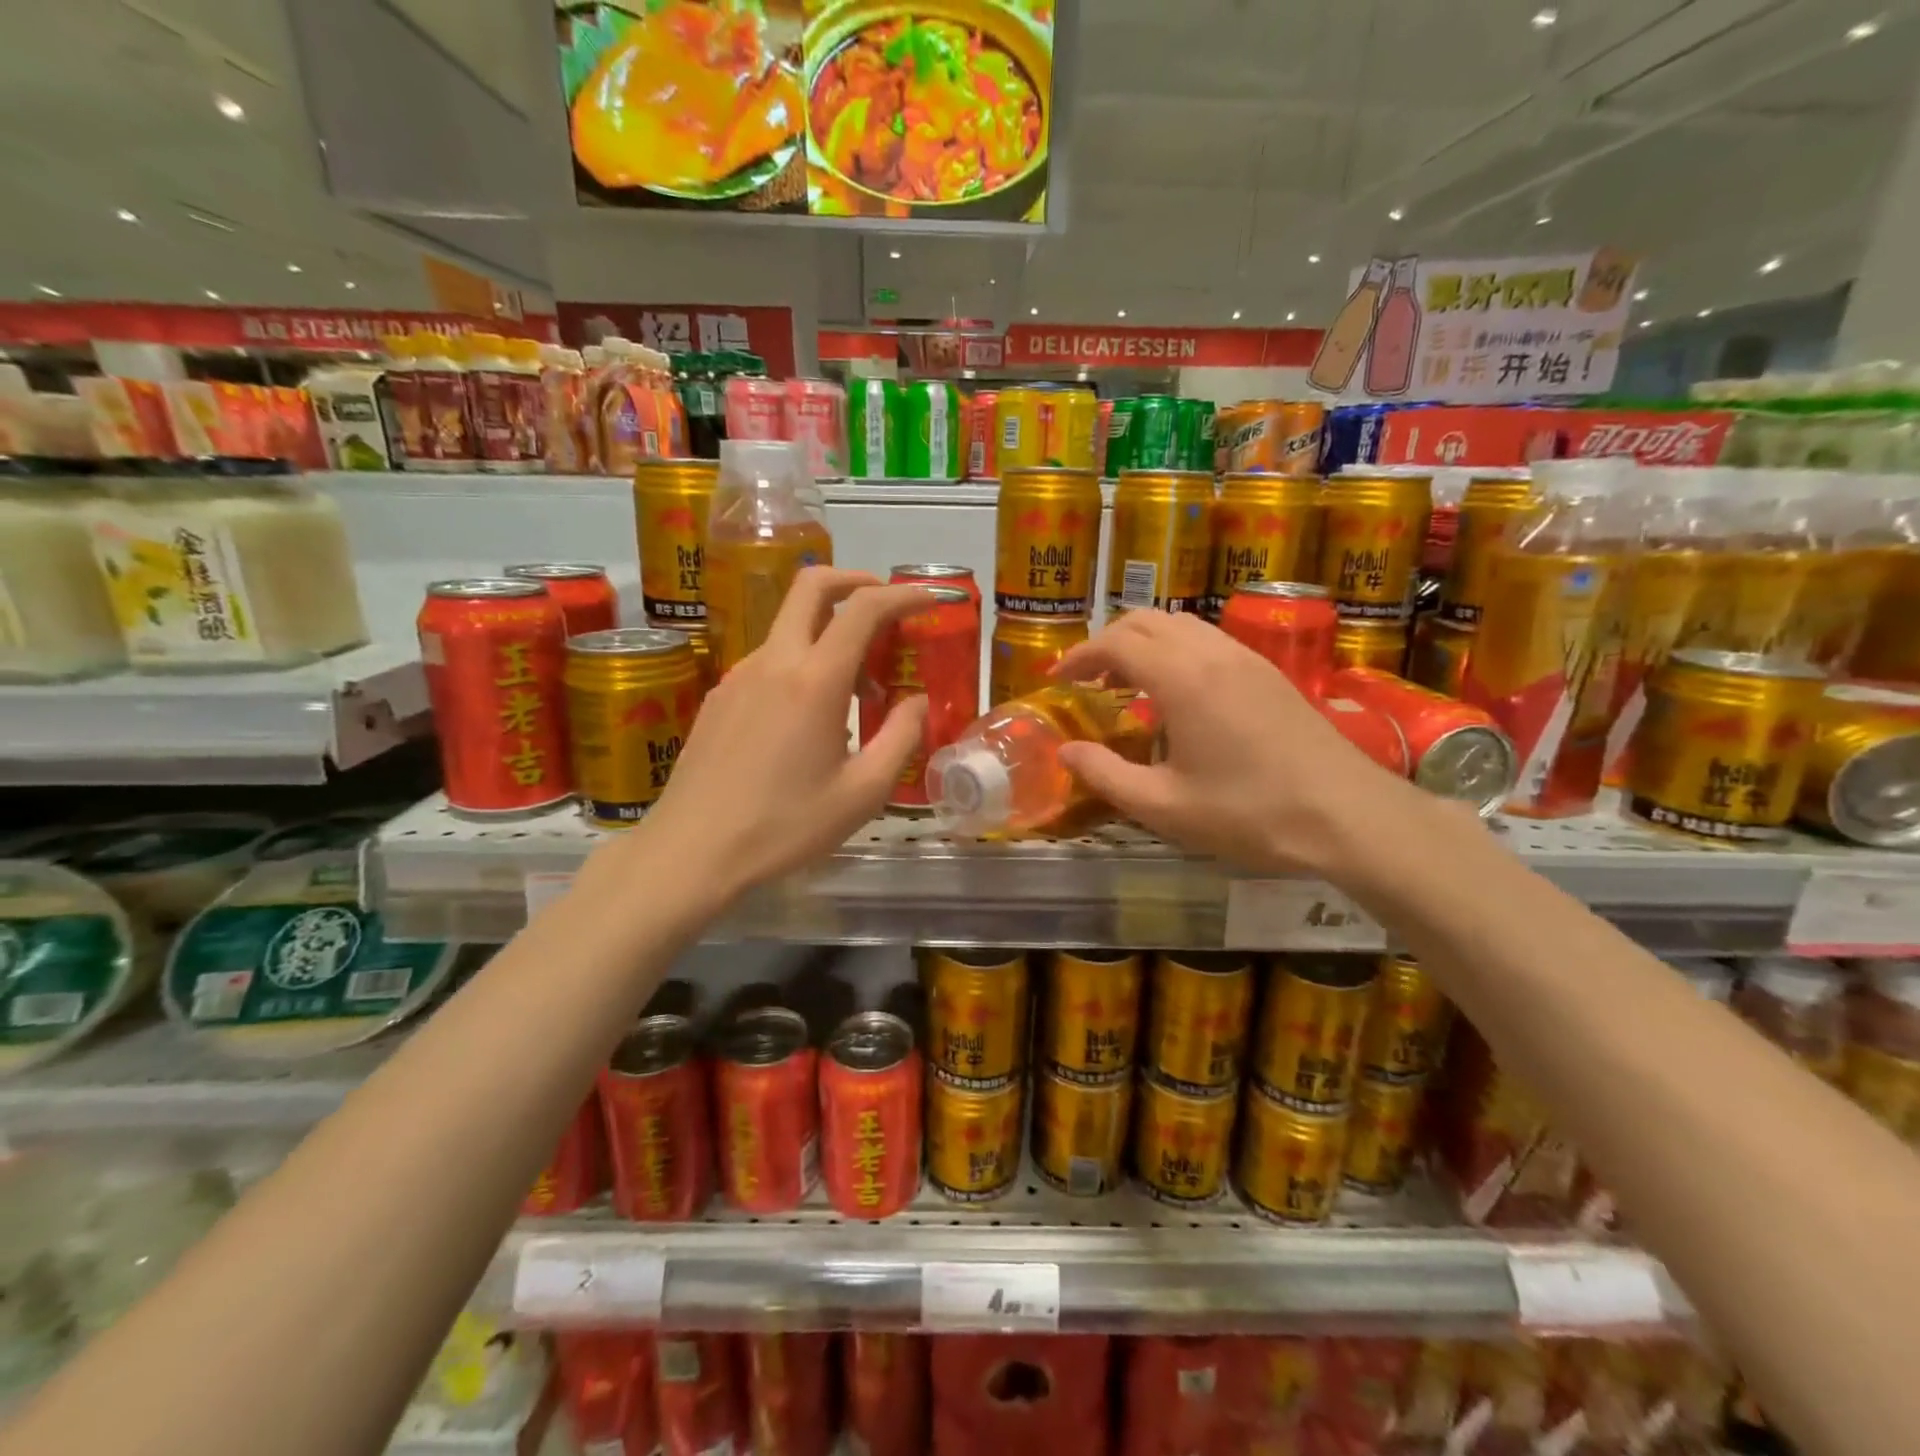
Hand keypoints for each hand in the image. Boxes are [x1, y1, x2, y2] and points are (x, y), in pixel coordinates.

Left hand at [613, 568, 930, 900]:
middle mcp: (773, 662)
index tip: (930, 599)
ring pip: (789, 627)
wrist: (691, 852)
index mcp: (814, 681)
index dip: (903, 594)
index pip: (863, 608)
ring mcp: (738, 676)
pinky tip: (809, 717)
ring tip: (857, 689)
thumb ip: (900, 738)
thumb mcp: (863, 793)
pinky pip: (768, 661)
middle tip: (886, 605)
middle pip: (811, 586)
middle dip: (855, 581)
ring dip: (829, 633)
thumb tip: (916, 701)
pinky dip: (801, 664)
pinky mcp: (719, 697)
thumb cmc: (785, 827)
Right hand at [1053, 611, 1422, 877]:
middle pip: (1146, 620)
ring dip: (1143, 642)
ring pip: (1181, 625)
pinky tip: (1176, 694)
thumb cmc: (1249, 813)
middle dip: (1107, 642)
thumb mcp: (1164, 806)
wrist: (1347, 815)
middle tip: (1088, 680)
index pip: (1116, 643)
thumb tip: (1066, 751)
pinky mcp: (1269, 672)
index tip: (1058, 679)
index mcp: (1182, 679)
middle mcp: (1212, 653)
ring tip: (1126, 684)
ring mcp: (1246, 658)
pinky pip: (1208, 640)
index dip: (1080, 656)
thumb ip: (1106, 775)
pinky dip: (1175, 650)